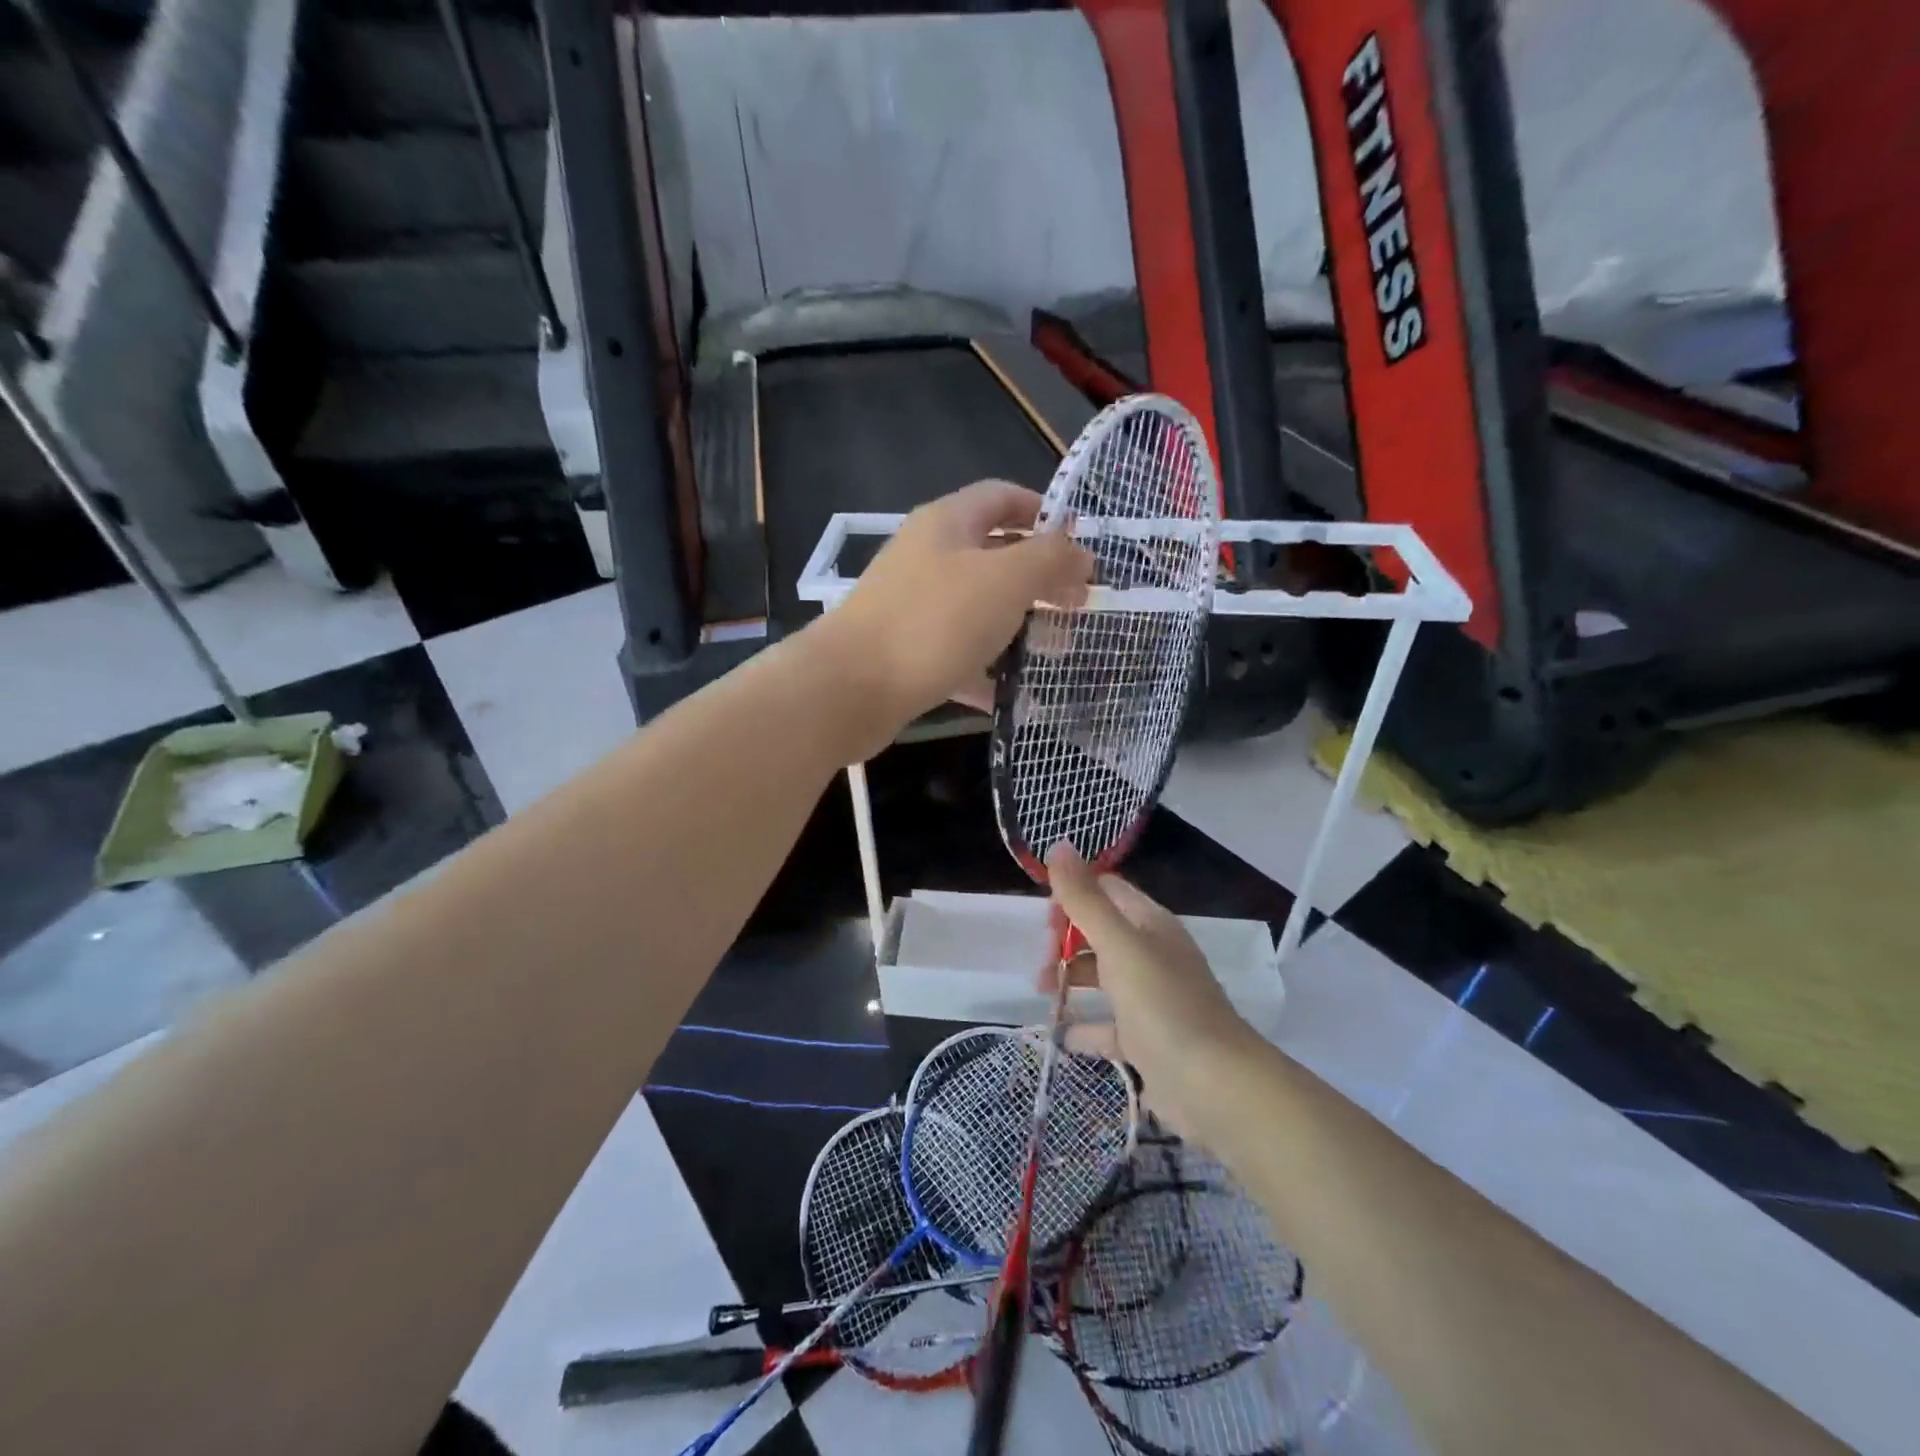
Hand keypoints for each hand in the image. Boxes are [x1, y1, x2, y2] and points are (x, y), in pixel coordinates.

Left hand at [814, 481, 1092, 741]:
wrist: (851, 687)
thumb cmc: (934, 621)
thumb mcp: (1005, 579)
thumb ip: (1050, 558)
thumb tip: (1081, 552)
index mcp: (948, 523)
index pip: (1002, 496)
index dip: (1045, 512)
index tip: (1081, 546)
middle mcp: (927, 556)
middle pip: (993, 554)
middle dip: (1039, 576)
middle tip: (1078, 605)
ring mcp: (913, 605)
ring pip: (977, 607)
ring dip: (1017, 624)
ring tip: (1056, 650)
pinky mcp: (906, 651)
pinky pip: (957, 653)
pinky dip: (986, 669)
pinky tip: (1013, 694)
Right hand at [1045, 845, 1260, 1134]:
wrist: (1216, 1087)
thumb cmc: (1164, 1006)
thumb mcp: (1119, 946)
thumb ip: (1085, 899)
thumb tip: (1059, 844)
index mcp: (1151, 924)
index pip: (1108, 891)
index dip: (1074, 896)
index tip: (1044, 921)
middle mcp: (1154, 955)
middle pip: (1102, 933)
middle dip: (1067, 942)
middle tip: (1043, 965)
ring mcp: (1153, 999)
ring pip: (1104, 978)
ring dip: (1071, 980)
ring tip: (1043, 994)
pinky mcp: (1149, 1041)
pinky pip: (1109, 1027)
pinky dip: (1085, 1028)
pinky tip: (1061, 1035)